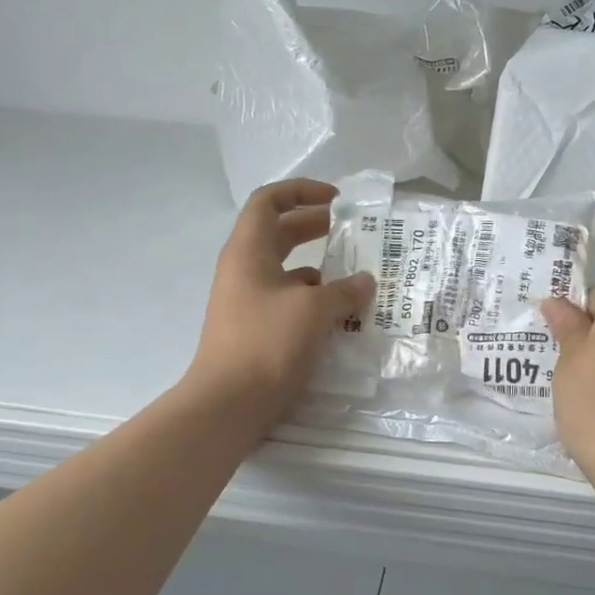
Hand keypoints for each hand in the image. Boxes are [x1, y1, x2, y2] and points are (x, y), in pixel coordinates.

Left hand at [186, 179, 375, 432]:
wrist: (228, 404)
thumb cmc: (267, 343)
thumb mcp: (313, 309)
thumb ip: (344, 290)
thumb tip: (366, 281)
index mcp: (249, 250)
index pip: (269, 201)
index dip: (301, 191)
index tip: (336, 200)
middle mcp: (244, 269)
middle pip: (279, 233)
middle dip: (315, 226)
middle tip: (352, 231)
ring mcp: (247, 301)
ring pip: (286, 270)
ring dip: (320, 267)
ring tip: (356, 275)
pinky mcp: (256, 329)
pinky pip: (288, 301)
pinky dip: (314, 300)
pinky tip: (342, 313)